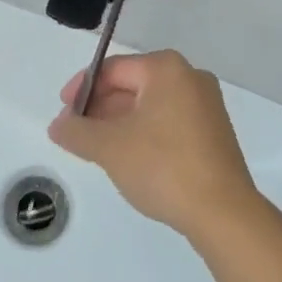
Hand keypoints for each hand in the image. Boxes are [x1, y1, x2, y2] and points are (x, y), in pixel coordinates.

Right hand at [47, 50, 263, 242]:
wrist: (224, 213)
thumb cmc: (164, 166)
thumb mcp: (110, 148)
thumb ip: (77, 132)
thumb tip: (58, 125)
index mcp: (166, 68)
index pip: (113, 69)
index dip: (83, 90)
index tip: (64, 116)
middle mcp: (189, 76)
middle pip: (132, 84)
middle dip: (102, 108)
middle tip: (78, 134)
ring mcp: (206, 104)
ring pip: (151, 105)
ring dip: (121, 122)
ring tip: (100, 149)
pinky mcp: (214, 131)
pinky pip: (169, 121)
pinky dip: (145, 133)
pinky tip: (132, 159)